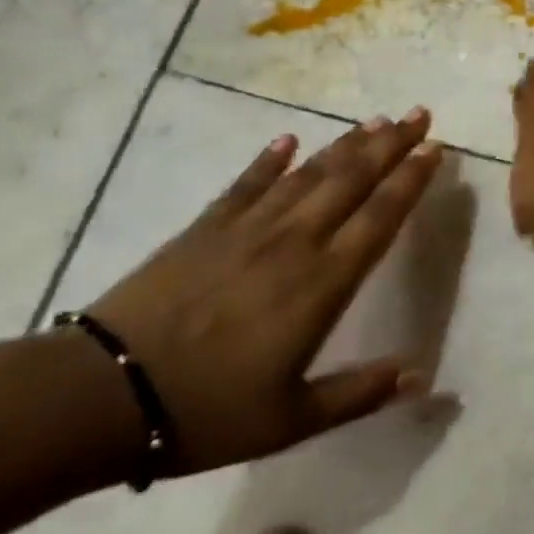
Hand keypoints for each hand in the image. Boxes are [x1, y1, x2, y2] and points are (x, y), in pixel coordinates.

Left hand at [85, 112, 442, 474]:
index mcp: (323, 283)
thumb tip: (420, 376)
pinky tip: (287, 139)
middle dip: (391, 144)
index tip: (434, 149)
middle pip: (352, 180)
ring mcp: (247, 230)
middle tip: (418, 114)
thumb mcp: (291, 420)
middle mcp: (294, 242)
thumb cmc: (206, 411)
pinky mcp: (204, 229)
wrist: (98, 397)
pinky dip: (269, 160)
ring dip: (346, 144)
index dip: (411, 180)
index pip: (381, 216)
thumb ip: (359, 393)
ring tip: (375, 121)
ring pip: (309, 174)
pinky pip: (246, 184)